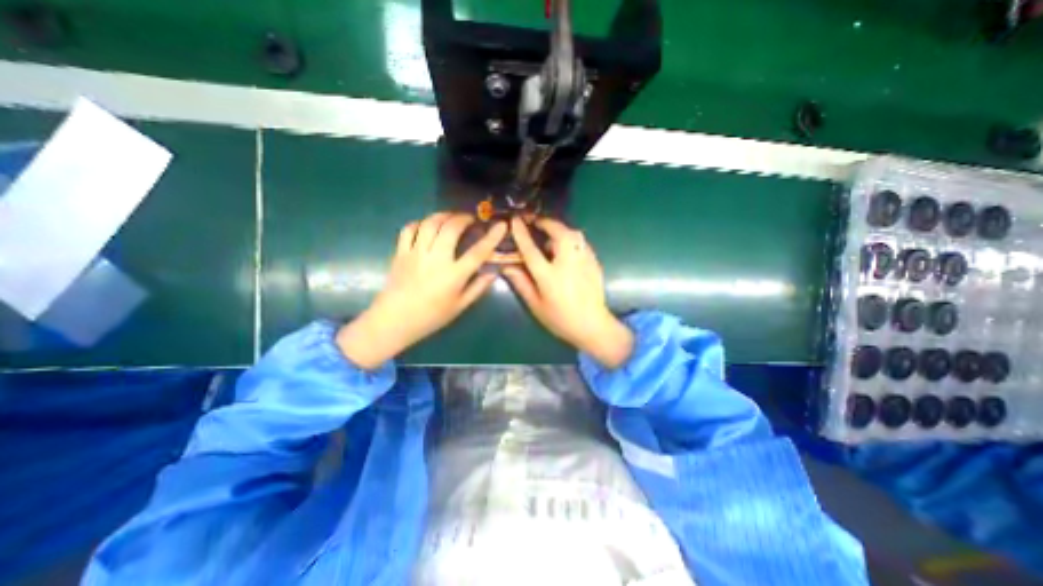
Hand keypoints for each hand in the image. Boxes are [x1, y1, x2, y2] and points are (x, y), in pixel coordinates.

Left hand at [336, 213, 506, 370]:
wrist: (395, 320)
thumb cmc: (431, 316)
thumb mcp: (460, 306)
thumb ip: (478, 287)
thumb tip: (493, 271)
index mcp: (454, 275)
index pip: (478, 252)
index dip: (492, 237)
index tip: (501, 225)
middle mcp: (436, 259)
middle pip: (451, 228)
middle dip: (464, 218)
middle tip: (471, 218)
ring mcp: (416, 253)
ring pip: (430, 223)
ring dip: (444, 215)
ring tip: (451, 217)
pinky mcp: (401, 252)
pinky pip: (410, 229)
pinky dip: (421, 223)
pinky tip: (428, 226)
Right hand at [502, 218, 631, 369]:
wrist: (593, 326)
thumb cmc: (561, 318)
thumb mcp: (536, 305)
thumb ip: (522, 284)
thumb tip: (507, 267)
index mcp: (549, 276)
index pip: (531, 249)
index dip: (521, 233)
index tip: (515, 220)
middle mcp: (568, 263)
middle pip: (558, 232)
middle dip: (546, 223)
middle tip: (537, 224)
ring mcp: (584, 260)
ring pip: (573, 234)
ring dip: (560, 230)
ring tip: (551, 238)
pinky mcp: (594, 261)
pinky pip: (581, 242)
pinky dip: (571, 239)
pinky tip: (566, 250)